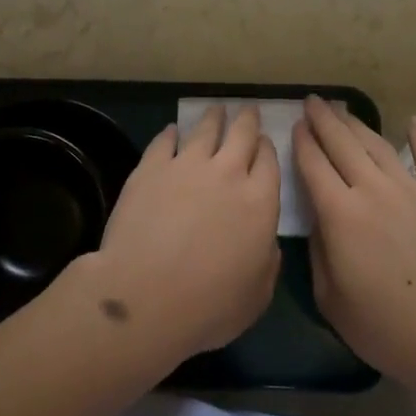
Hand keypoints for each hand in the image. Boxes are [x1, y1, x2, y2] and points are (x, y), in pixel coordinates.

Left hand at [78, 105, 280, 364]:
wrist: (146, 295)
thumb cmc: (209, 306)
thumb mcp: (257, 296)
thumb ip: (267, 262)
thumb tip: (266, 244)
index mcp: (260, 202)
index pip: (269, 162)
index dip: (267, 149)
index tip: (264, 142)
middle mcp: (228, 174)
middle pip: (242, 134)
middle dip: (247, 119)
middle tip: (247, 110)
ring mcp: (187, 166)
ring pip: (205, 129)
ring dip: (213, 117)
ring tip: (215, 110)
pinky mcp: (151, 168)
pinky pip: (165, 140)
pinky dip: (171, 133)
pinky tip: (172, 130)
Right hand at [293, 96, 415, 387]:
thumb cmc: (387, 328)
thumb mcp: (331, 299)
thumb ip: (319, 252)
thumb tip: (319, 221)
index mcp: (340, 214)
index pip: (313, 165)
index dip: (302, 142)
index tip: (295, 125)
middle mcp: (373, 190)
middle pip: (342, 144)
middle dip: (324, 120)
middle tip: (313, 101)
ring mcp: (412, 190)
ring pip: (378, 145)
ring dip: (358, 124)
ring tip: (344, 109)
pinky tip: (414, 121)